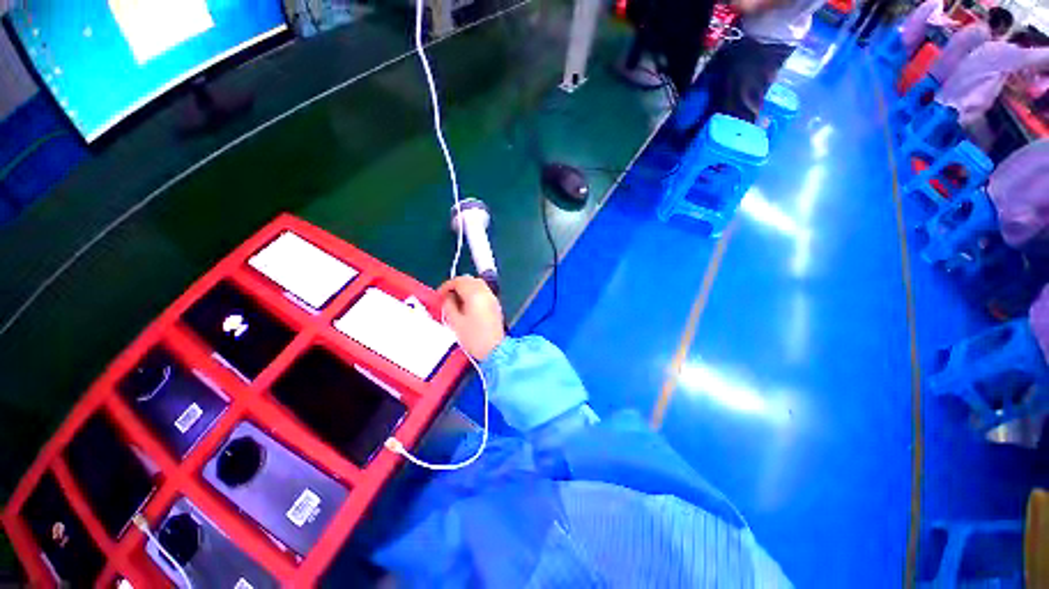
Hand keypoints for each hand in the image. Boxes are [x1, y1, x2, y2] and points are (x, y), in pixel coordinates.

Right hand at [438, 276, 505, 360]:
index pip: (459, 281)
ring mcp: (492, 298)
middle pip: (470, 280)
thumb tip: (448, 297)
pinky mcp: (495, 305)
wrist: (495, 350)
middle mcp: (485, 292)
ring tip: (456, 301)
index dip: (447, 286)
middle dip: (457, 285)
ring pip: (478, 284)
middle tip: (447, 296)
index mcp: (475, 294)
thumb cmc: (473, 337)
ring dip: (466, 288)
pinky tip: (468, 305)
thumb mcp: (455, 322)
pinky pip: (483, 292)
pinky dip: (474, 293)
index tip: (439, 295)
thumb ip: (449, 305)